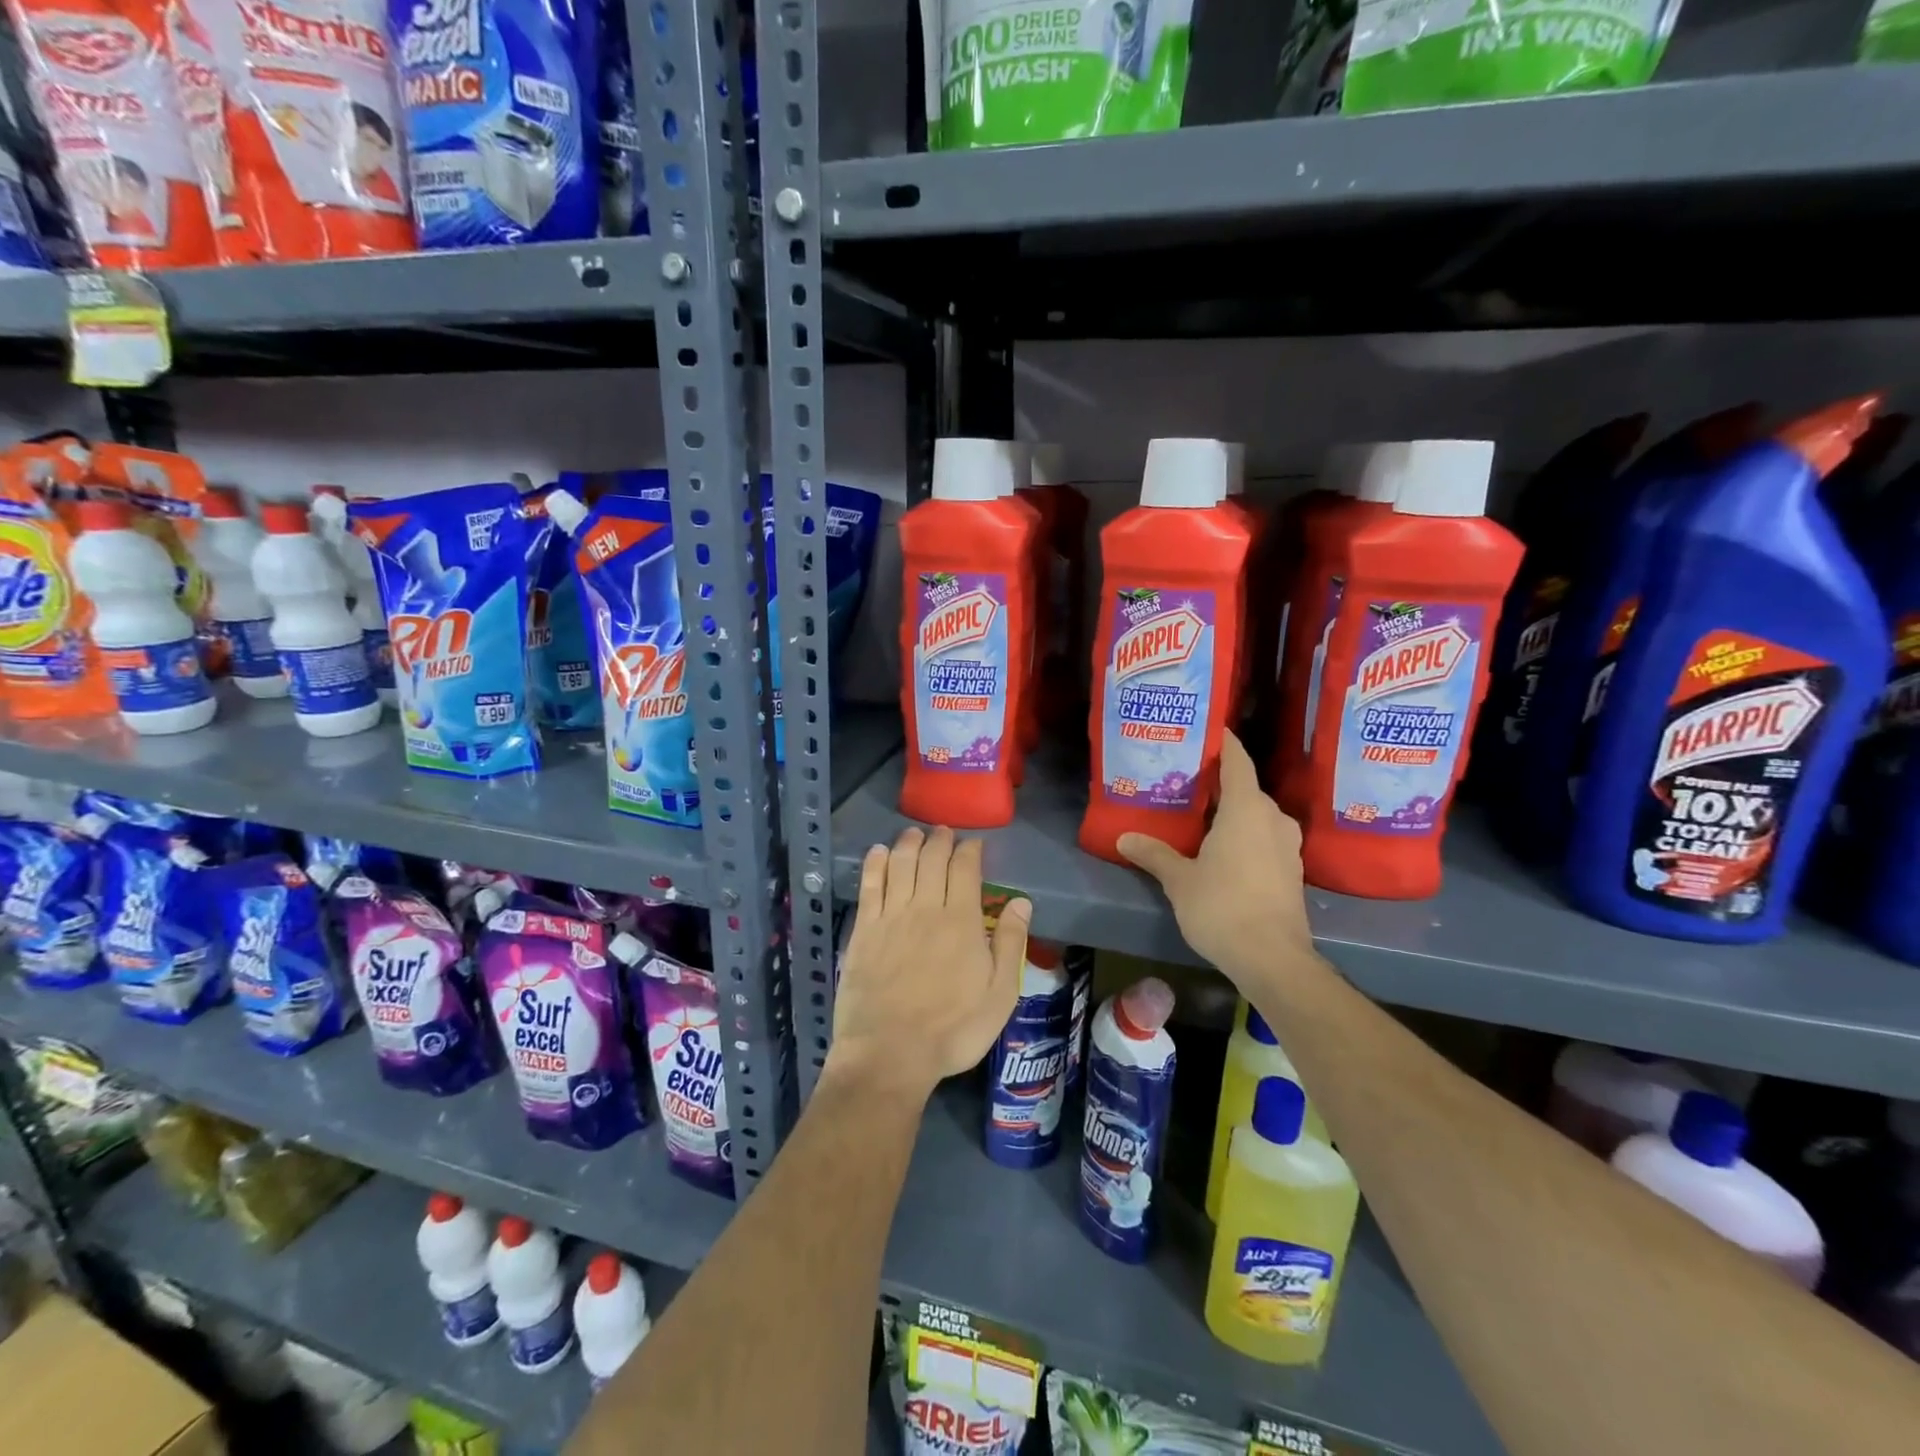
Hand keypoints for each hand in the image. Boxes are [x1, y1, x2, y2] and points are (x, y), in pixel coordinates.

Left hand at [827, 826, 1030, 1101]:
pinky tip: (878, 852)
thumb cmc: (953, 1029)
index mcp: (962, 920)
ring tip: (914, 833)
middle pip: (932, 859)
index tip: (974, 843)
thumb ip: (1011, 943)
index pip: (966, 869)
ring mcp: (891, 916)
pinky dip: (875, 863)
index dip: (970, 850)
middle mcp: (926, 907)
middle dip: (940, 840)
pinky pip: (870, 885)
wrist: (890, 1053)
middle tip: (943, 832)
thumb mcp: (1000, 994)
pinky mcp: (864, 930)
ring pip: (900, 864)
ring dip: (908, 843)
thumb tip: (1022, 900)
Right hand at [1118, 731, 1316, 981]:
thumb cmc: (1223, 907)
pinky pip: (1264, 836)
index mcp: (1246, 809)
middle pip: (1245, 787)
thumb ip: (1153, 854)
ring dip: (1232, 810)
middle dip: (1218, 781)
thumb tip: (1124, 838)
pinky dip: (1244, 833)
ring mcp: (1287, 845)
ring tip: (1200, 812)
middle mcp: (1272, 818)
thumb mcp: (1180, 880)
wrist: (1273, 959)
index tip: (1205, 730)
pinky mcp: (1291, 870)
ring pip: (1256, 814)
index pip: (1237, 760)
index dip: (1223, 742)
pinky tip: (1221, 847)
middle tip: (1185, 778)